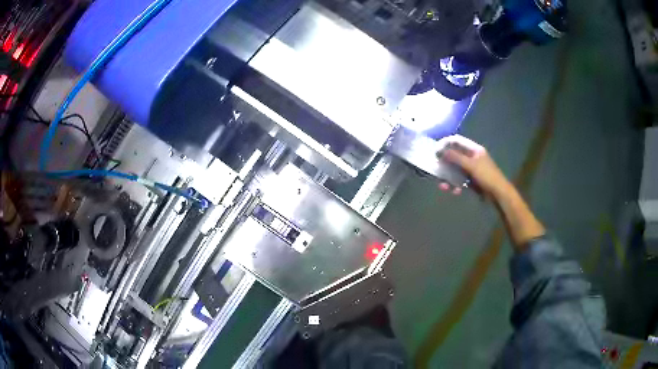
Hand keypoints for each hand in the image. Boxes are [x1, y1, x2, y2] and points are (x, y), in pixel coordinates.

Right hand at [437, 135, 511, 199]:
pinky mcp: (471, 181)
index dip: (445, 143)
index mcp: (474, 149)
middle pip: (454, 156)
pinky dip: (455, 185)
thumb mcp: (471, 165)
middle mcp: (472, 157)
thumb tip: (439, 151)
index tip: (435, 150)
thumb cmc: (487, 176)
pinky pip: (459, 180)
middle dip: (445, 163)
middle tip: (436, 168)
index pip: (457, 141)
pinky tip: (455, 191)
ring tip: (443, 185)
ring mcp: (471, 170)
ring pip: (455, 170)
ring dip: (448, 177)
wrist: (499, 194)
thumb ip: (455, 157)